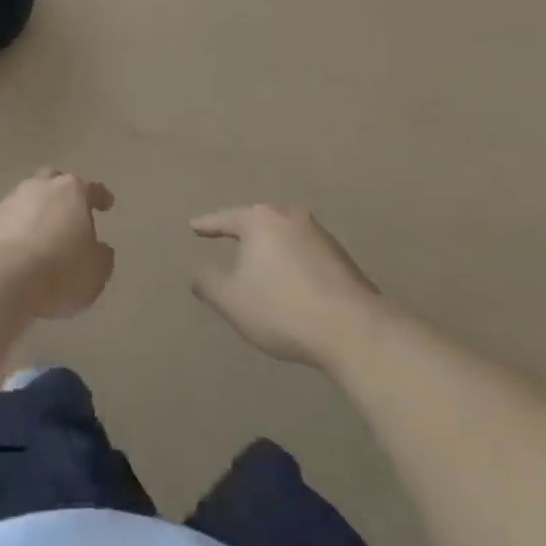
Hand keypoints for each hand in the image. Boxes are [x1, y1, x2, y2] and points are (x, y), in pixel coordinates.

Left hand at [0, 169, 114, 319]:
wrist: (2, 279)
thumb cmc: (59, 270)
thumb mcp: (96, 271)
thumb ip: (101, 256)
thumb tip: (99, 249)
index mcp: (72, 191)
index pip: (92, 189)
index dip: (101, 197)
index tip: (107, 204)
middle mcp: (42, 187)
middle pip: (55, 183)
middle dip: (64, 195)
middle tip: (71, 213)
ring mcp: (13, 200)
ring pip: (31, 198)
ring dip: (39, 212)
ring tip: (45, 234)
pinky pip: (13, 219)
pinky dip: (21, 228)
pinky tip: (24, 247)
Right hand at [191, 205, 385, 368]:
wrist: (353, 328)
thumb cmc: (282, 309)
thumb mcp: (232, 300)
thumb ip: (208, 282)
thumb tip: (195, 270)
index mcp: (260, 220)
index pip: (225, 219)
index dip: (207, 225)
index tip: (193, 227)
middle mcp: (290, 216)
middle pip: (258, 220)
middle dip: (243, 231)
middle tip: (226, 237)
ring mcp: (319, 234)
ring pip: (284, 234)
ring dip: (270, 247)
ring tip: (259, 260)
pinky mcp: (341, 256)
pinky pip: (304, 251)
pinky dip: (292, 260)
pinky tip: (291, 278)